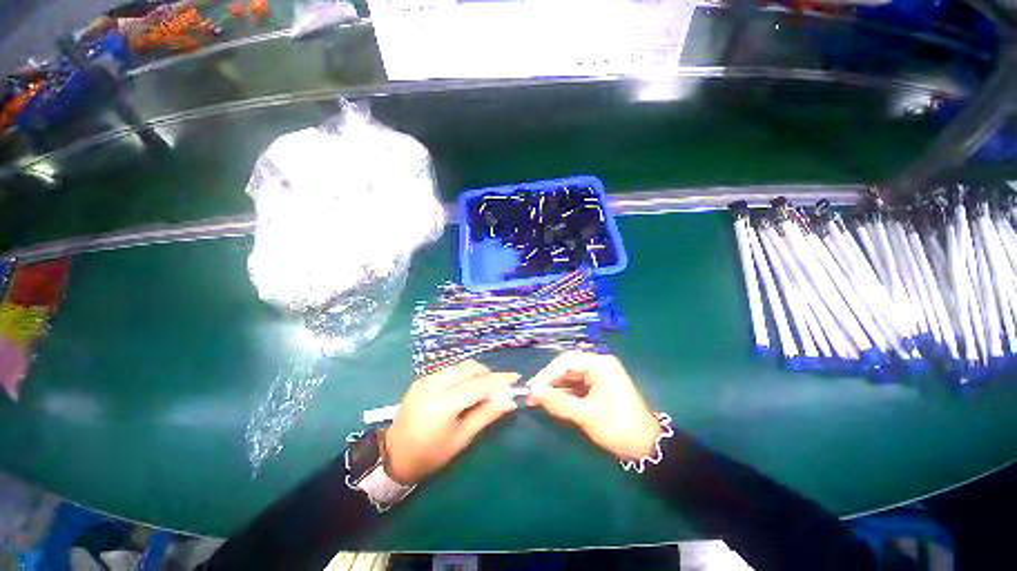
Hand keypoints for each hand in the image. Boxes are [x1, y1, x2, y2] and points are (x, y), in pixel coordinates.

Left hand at [384, 360, 518, 484]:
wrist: (393, 456)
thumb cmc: (430, 455)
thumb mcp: (461, 439)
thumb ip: (486, 415)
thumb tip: (509, 400)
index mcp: (442, 405)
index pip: (478, 385)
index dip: (499, 380)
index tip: (515, 378)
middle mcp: (433, 385)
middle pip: (469, 367)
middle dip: (488, 373)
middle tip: (498, 387)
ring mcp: (425, 380)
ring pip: (459, 366)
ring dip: (475, 373)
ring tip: (483, 389)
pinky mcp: (421, 379)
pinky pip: (449, 370)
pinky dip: (462, 375)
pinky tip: (465, 389)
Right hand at [527, 351, 660, 460]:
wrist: (646, 447)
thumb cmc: (618, 427)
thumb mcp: (586, 415)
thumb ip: (558, 402)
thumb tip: (533, 392)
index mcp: (600, 364)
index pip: (566, 361)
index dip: (547, 374)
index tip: (531, 387)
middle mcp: (599, 364)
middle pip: (567, 366)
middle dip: (549, 380)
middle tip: (532, 394)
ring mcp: (599, 374)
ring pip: (570, 375)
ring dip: (555, 387)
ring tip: (537, 399)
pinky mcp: (598, 385)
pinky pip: (576, 384)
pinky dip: (564, 392)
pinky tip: (552, 400)